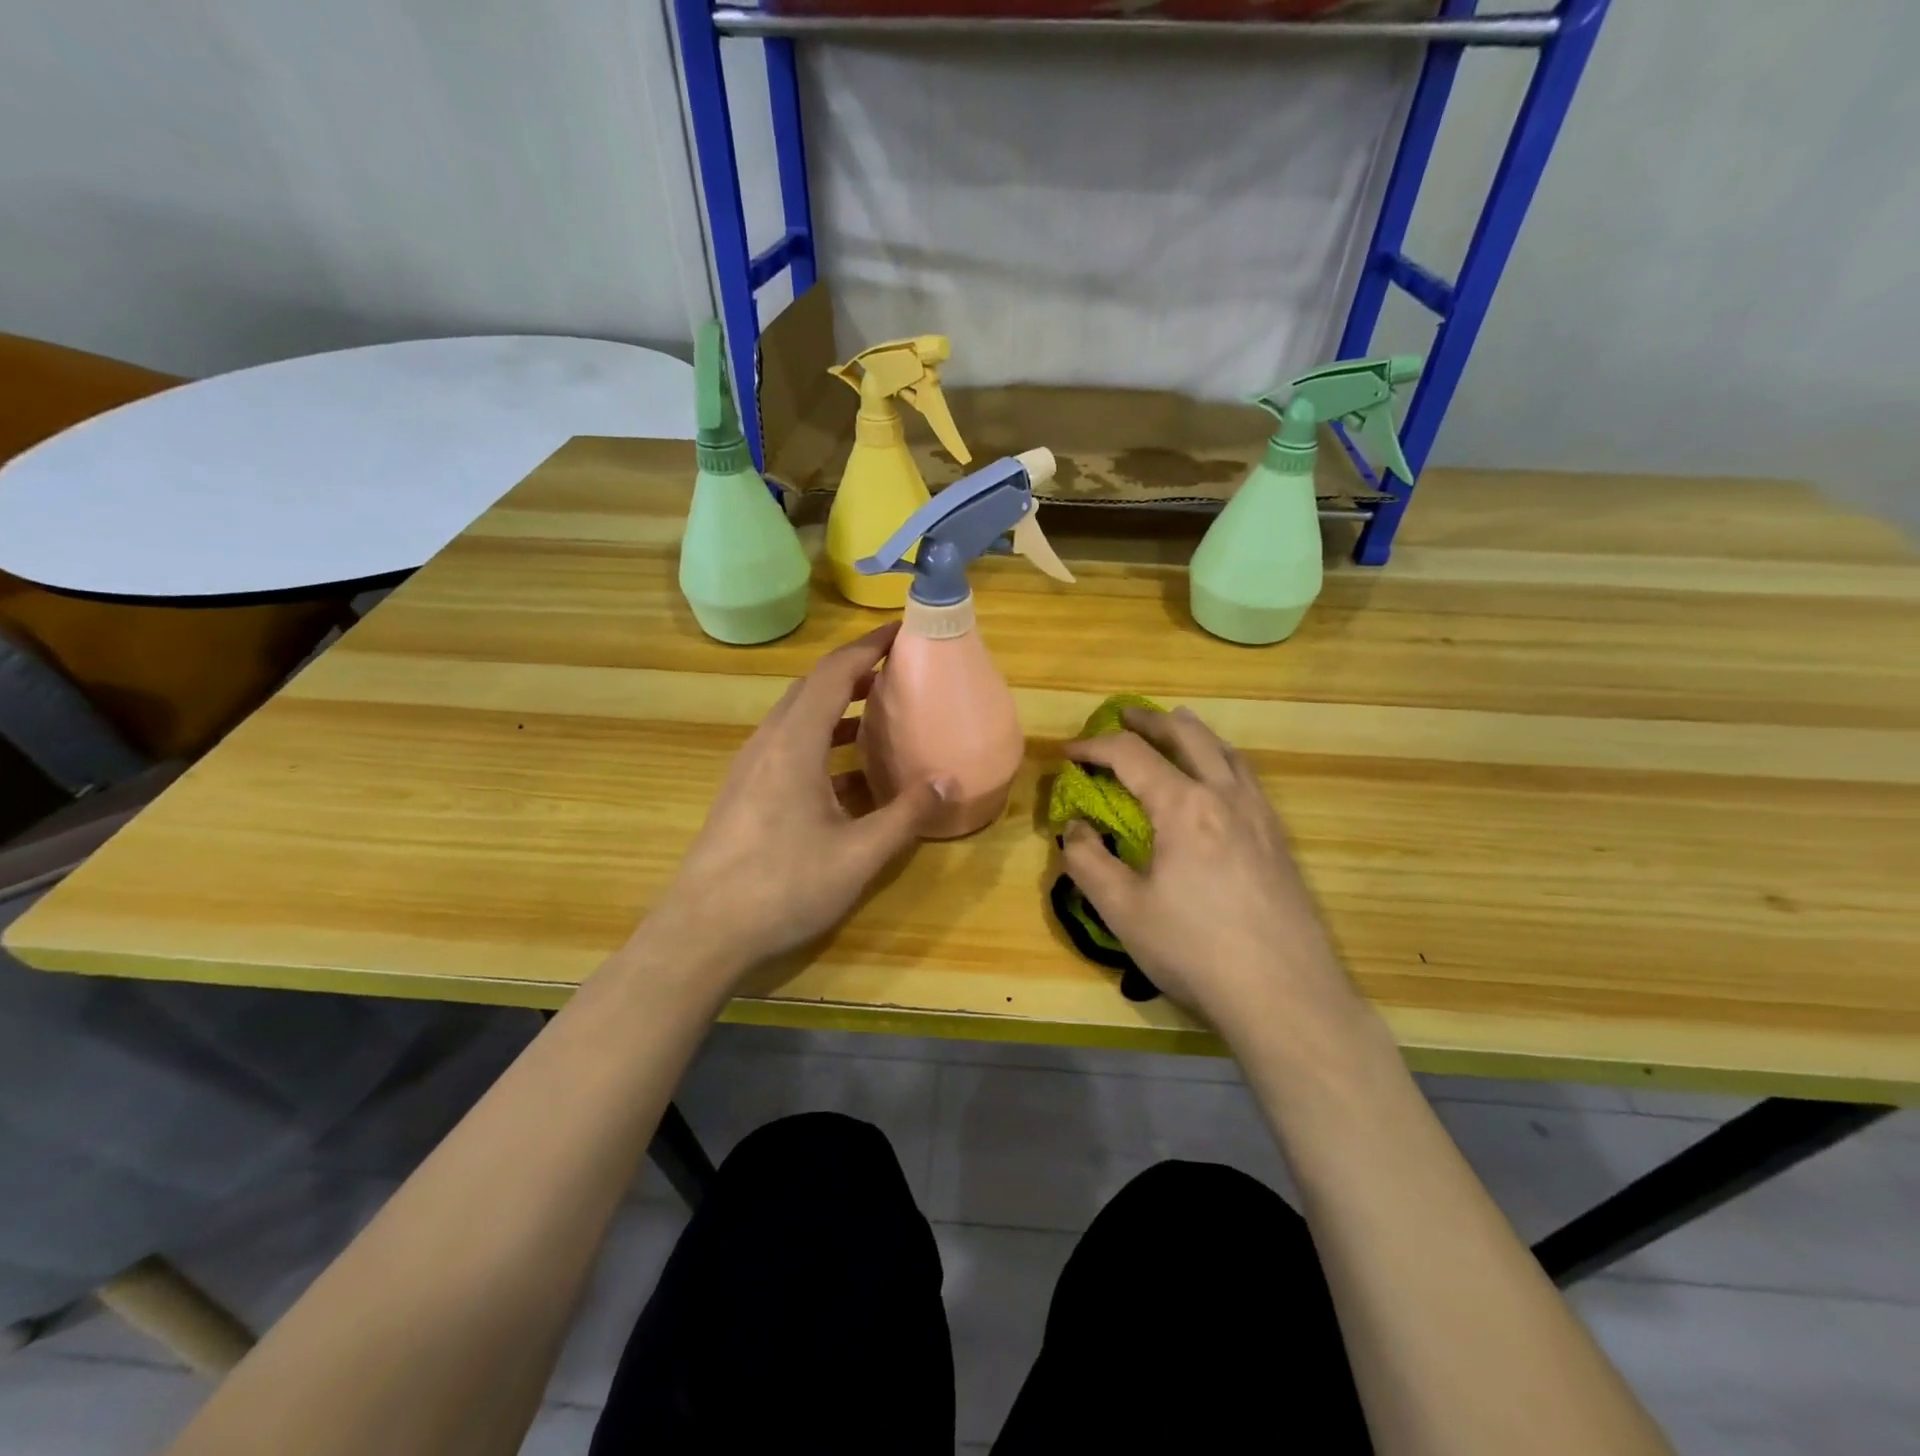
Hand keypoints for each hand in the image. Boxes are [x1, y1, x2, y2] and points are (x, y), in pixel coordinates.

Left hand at [646, 624, 947, 979]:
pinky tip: (848, 776)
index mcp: (794, 742)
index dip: (869, 646)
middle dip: (856, 672)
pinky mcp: (745, 792)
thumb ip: (906, 814)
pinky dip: (822, 742)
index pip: (834, 673)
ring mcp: (751, 767)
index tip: (902, 630)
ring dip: (838, 708)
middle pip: (813, 688)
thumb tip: (950, 780)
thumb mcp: (858, 854)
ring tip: (880, 714)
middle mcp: (768, 742)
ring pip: (798, 718)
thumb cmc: (783, 886)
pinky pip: (788, 747)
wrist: (702, 932)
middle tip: (899, 671)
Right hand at [1060, 706, 1361, 1040]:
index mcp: (1183, 806)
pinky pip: (1246, 777)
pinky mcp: (1278, 839)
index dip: (1094, 746)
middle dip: (1149, 721)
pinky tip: (1217, 783)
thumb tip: (1075, 828)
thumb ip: (1088, 861)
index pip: (1131, 754)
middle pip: (1187, 734)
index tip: (1068, 753)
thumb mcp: (1123, 910)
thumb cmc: (1195, 951)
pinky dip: (1221, 760)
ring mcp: (1260, 815)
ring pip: (1225, 750)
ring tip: (1172, 733)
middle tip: (1123, 717)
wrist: (1285, 996)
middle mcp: (1225, 795)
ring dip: (1191, 734)